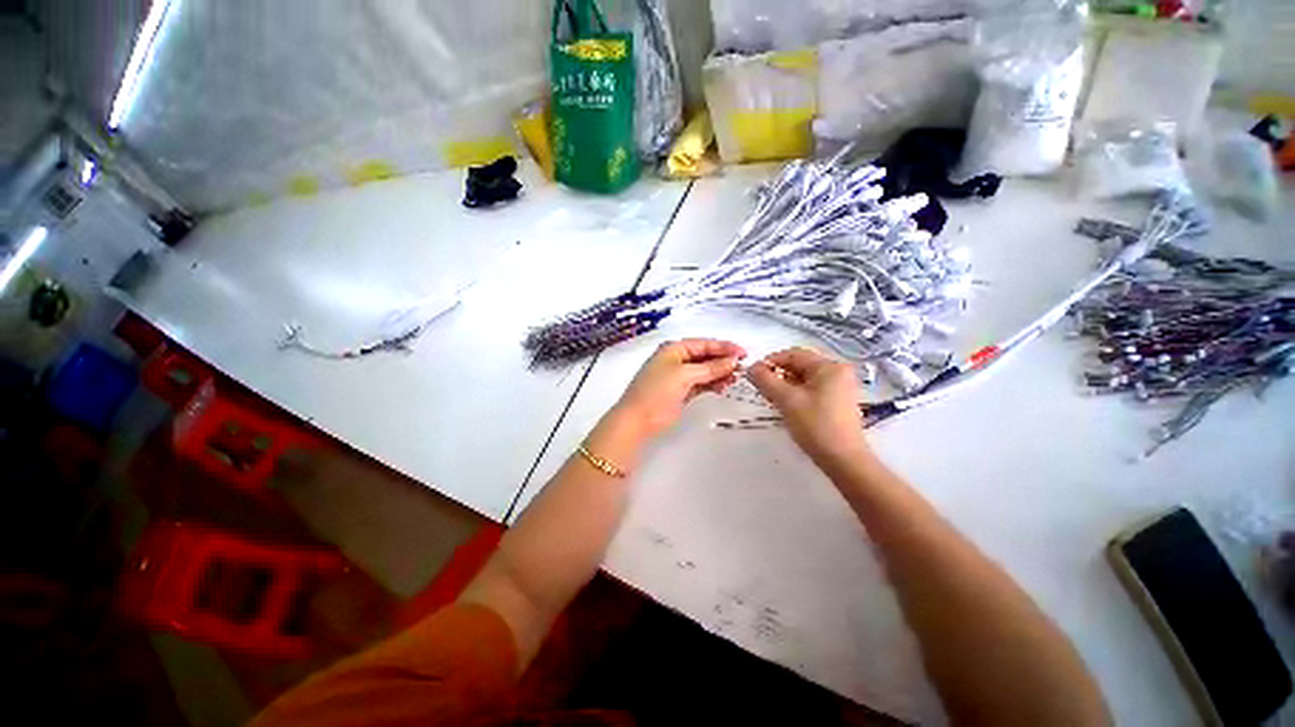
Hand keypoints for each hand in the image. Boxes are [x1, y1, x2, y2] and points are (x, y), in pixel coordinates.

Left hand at [613, 338, 745, 439]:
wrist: (638, 420)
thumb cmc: (657, 391)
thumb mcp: (684, 375)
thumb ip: (710, 368)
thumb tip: (732, 361)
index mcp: (673, 349)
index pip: (703, 344)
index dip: (723, 347)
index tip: (743, 353)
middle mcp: (677, 359)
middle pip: (705, 356)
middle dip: (723, 360)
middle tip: (742, 367)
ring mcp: (679, 376)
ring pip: (705, 370)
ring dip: (719, 373)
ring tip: (734, 379)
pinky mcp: (682, 391)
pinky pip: (702, 383)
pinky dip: (712, 384)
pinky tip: (723, 386)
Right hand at [747, 347, 870, 467]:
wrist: (843, 460)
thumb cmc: (816, 425)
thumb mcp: (786, 400)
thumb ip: (766, 380)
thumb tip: (750, 367)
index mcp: (829, 366)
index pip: (793, 354)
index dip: (770, 361)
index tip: (754, 374)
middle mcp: (837, 372)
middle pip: (799, 365)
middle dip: (777, 374)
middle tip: (761, 388)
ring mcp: (839, 387)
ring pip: (804, 378)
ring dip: (785, 384)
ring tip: (771, 398)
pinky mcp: (837, 402)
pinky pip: (812, 389)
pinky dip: (796, 393)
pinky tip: (786, 405)